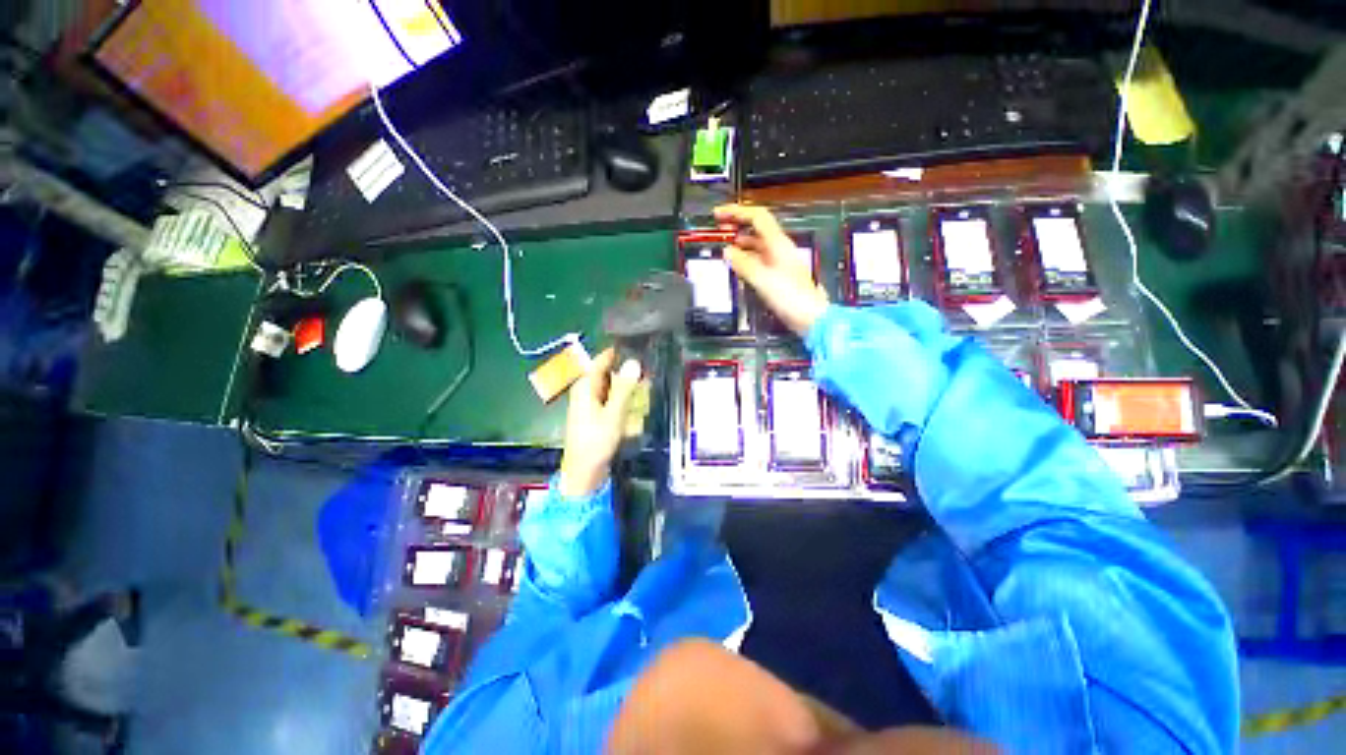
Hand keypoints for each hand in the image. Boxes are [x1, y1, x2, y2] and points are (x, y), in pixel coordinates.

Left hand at [558, 348, 643, 497]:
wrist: (584, 473)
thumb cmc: (596, 441)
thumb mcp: (613, 413)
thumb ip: (624, 388)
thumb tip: (634, 362)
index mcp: (585, 387)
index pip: (600, 360)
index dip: (617, 351)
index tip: (637, 344)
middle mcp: (585, 391)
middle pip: (606, 372)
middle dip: (625, 370)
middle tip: (647, 368)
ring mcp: (590, 404)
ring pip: (610, 386)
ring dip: (626, 385)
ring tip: (645, 384)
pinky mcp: (595, 415)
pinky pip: (610, 399)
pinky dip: (622, 398)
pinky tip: (635, 403)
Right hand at [714, 203, 828, 335]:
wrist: (812, 318)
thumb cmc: (791, 298)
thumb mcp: (763, 280)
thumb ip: (744, 264)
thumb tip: (728, 251)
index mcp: (778, 244)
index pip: (757, 217)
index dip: (737, 212)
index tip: (718, 214)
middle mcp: (780, 249)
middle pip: (757, 228)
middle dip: (737, 224)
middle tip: (719, 228)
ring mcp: (780, 262)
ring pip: (757, 245)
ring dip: (741, 242)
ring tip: (724, 245)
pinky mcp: (778, 276)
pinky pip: (759, 260)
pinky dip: (746, 258)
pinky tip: (737, 265)